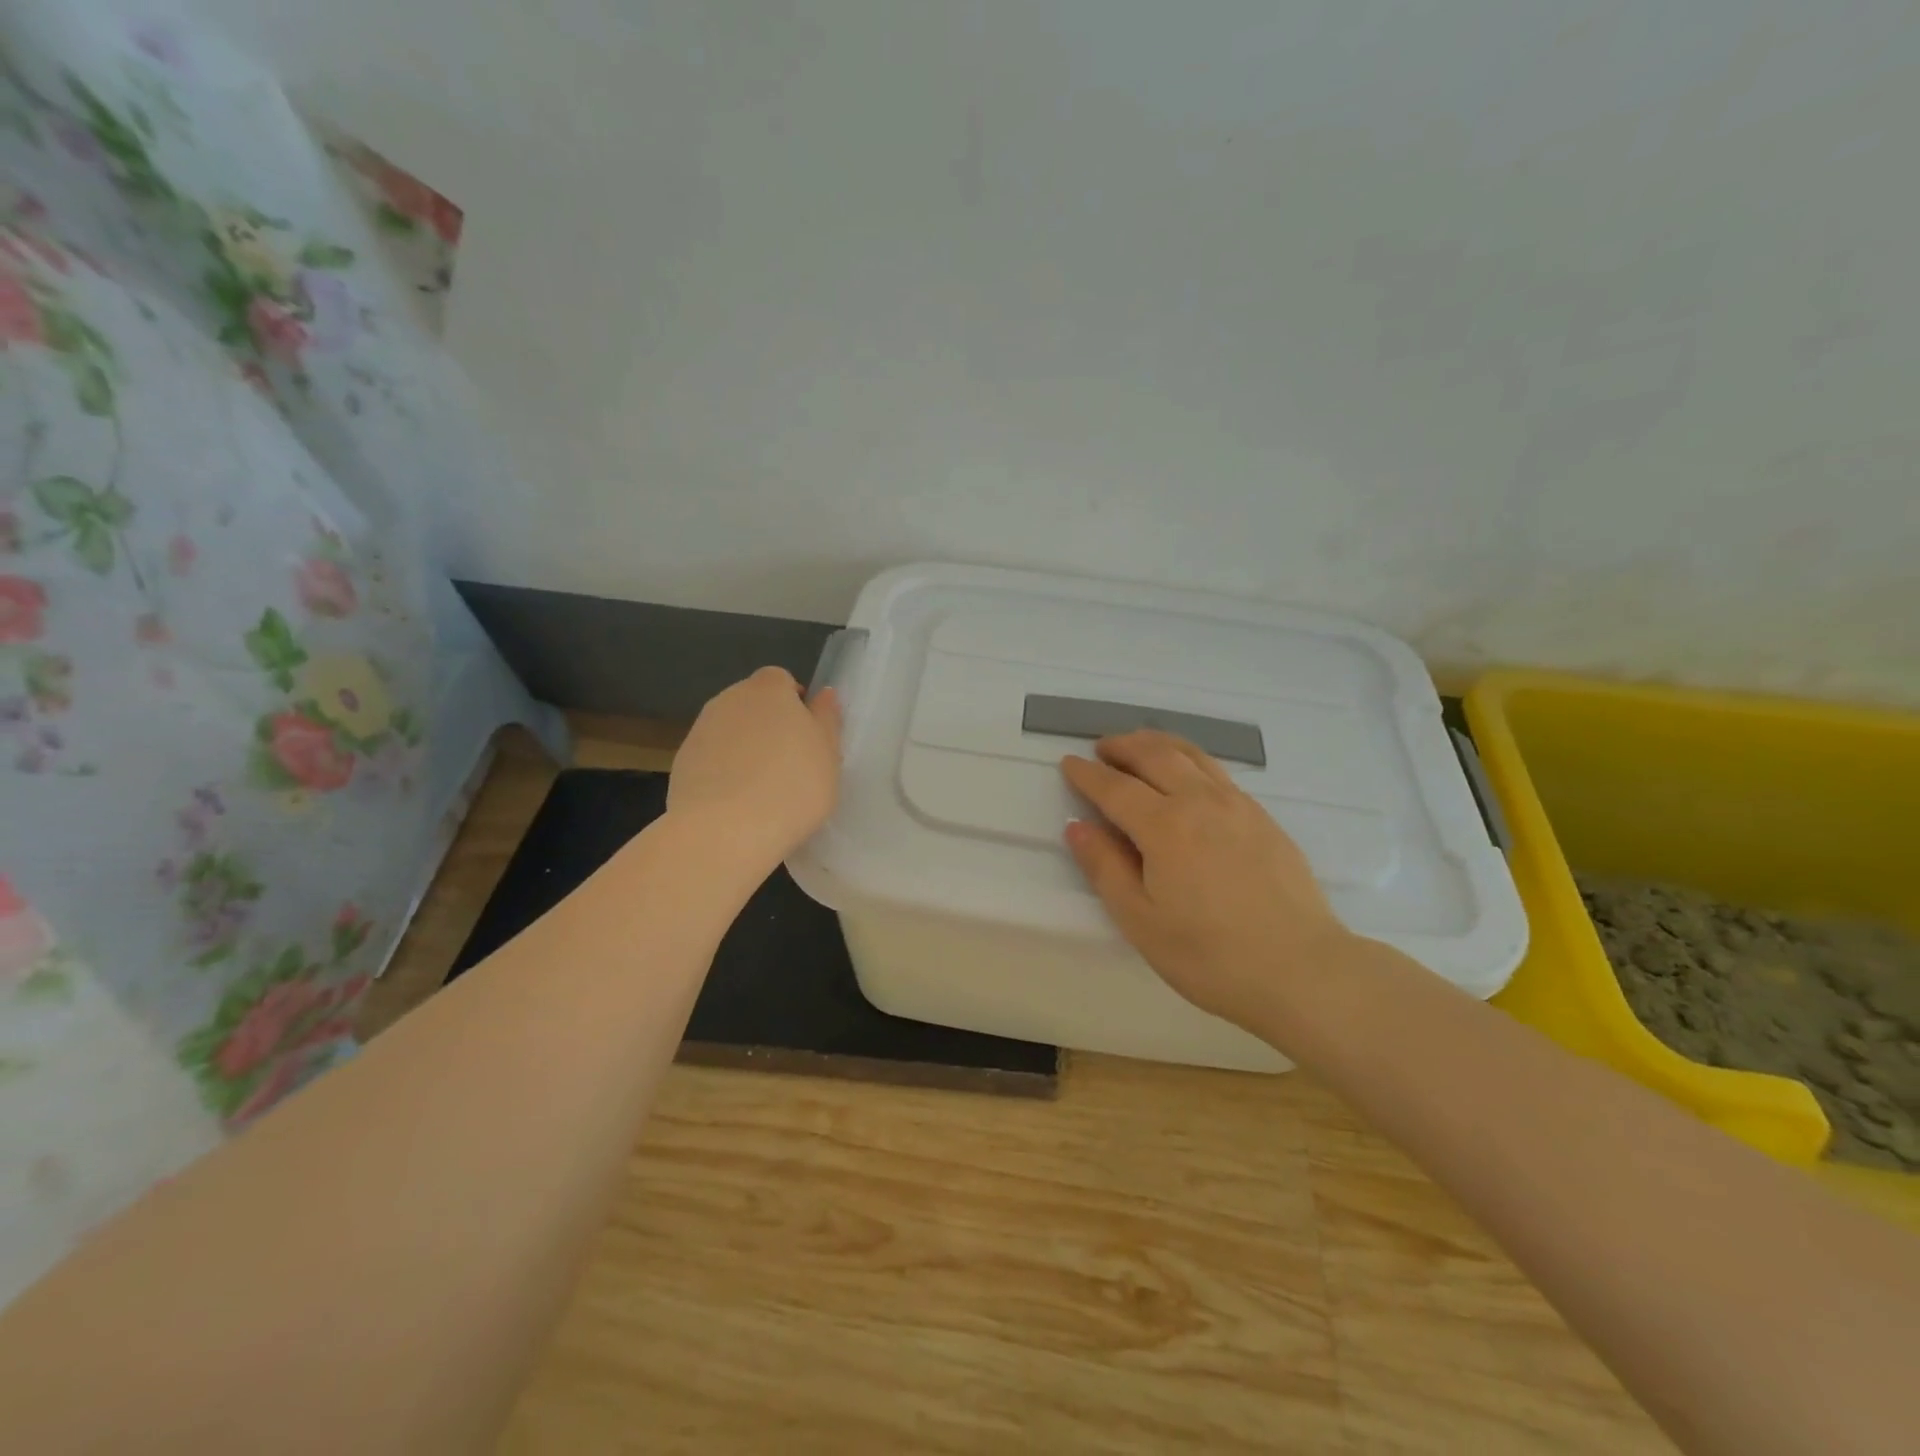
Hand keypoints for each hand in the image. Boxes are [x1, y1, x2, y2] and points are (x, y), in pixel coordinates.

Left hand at [669, 667, 841, 868]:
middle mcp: (729, 699)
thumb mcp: (828, 754)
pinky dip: (723, 773)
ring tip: (763, 790)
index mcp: (768, 689)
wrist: (725, 831)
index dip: (795, 704)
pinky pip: (711, 759)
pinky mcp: (681, 763)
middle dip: (769, 726)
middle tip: (790, 765)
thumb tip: (823, 694)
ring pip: (730, 732)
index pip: (781, 680)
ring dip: (745, 750)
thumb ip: (826, 719)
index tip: (807, 737)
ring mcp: (700, 730)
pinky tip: (736, 804)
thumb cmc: (792, 786)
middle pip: (753, 704)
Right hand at [1061, 731, 1352, 1033]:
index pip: (1115, 787)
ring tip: (1139, 745)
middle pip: (1155, 756)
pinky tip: (1188, 775)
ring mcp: (1238, 806)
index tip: (1068, 763)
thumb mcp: (1141, 921)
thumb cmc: (1210, 955)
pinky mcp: (1263, 818)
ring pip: (1192, 756)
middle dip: (1123, 746)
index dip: (1087, 774)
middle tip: (1101, 747)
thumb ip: (1105, 868)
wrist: (1302, 970)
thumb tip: (1077, 826)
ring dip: (1158, 744)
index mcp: (1164, 827)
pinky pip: (1218, 772)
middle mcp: (1200, 802)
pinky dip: (1191, 760)